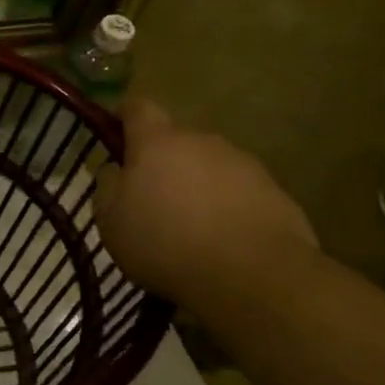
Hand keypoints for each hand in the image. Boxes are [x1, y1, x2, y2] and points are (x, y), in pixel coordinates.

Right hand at [95, 97, 318, 308]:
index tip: (115, 134)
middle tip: (151, 197)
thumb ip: (107, 187)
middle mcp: (203, 142)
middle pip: (176, 141)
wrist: (254, 276)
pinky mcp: (276, 193)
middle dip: (162, 161)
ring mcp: (244, 165)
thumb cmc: (165, 242)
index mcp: (157, 142)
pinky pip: (240, 192)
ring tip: (190, 226)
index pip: (138, 108)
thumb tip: (115, 171)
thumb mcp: (111, 221)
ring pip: (209, 166)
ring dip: (197, 185)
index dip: (124, 116)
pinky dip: (227, 207)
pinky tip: (222, 241)